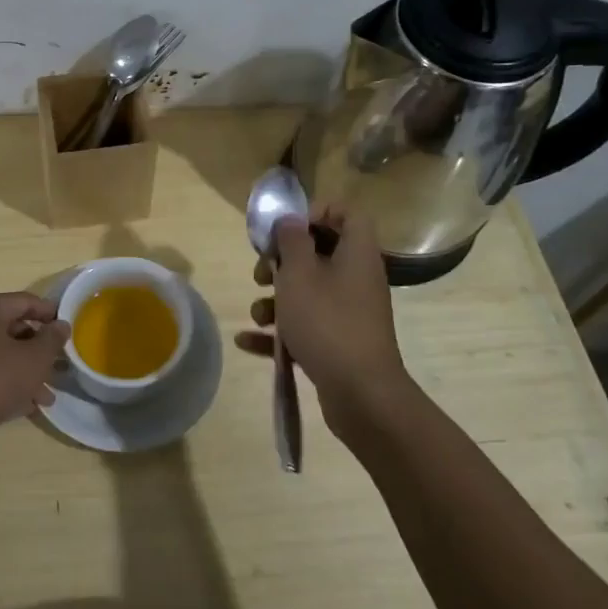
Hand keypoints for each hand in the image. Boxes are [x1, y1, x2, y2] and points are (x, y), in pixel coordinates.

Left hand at [0, 293, 70, 447]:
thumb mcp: (32, 360)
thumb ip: (51, 340)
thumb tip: (61, 325)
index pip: (26, 301)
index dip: (51, 314)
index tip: (69, 330)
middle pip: (13, 328)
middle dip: (39, 350)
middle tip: (59, 367)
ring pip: (1, 353)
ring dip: (26, 371)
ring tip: (47, 397)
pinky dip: (7, 382)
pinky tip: (25, 405)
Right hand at [236, 208, 411, 420]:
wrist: (361, 394)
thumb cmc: (327, 322)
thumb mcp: (300, 274)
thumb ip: (291, 241)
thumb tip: (290, 221)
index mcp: (356, 254)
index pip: (347, 215)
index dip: (316, 214)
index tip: (286, 229)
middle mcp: (356, 279)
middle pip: (319, 255)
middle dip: (282, 262)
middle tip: (261, 273)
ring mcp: (349, 313)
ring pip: (307, 293)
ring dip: (275, 300)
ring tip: (257, 315)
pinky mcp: (338, 343)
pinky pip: (305, 327)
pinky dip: (278, 332)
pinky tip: (246, 341)